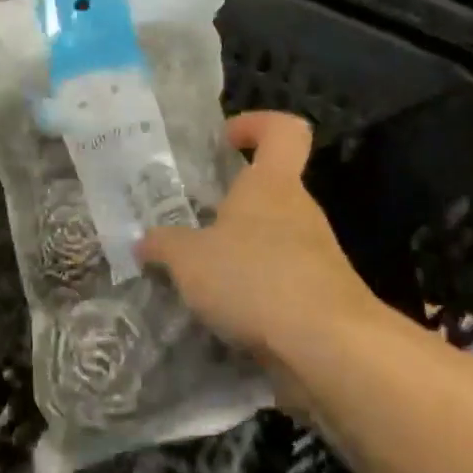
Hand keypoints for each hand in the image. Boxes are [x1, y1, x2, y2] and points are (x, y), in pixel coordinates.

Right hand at [140, 111, 383, 368]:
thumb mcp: (189, 259)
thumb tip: (144, 242)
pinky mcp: (322, 296)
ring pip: (273, 239)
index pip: (282, 131)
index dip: (256, 125)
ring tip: (201, 279)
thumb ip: (163, 246)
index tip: (225, 141)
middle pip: (270, 190)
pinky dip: (255, 292)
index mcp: (271, 184)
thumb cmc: (255, 277)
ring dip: (241, 254)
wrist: (329, 347)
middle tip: (192, 226)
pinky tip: (226, 316)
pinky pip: (281, 281)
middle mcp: (299, 210)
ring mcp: (317, 255)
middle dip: (232, 205)